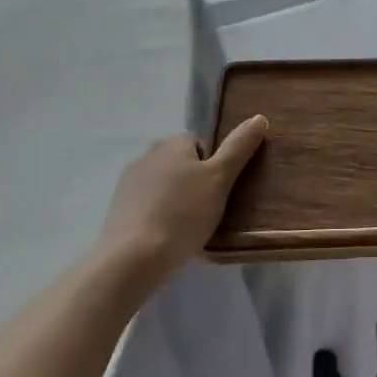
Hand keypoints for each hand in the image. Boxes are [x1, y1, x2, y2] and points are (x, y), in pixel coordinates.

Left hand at [100, 116, 267, 278]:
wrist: (133, 258)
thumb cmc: (183, 213)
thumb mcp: (221, 178)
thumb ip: (239, 147)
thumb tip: (259, 118)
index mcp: (172, 143)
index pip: (201, 143)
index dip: (214, 165)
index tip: (221, 189)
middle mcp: (147, 155)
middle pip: (181, 163)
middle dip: (194, 182)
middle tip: (209, 209)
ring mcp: (128, 183)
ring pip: (163, 185)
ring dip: (176, 199)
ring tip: (189, 228)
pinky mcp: (117, 210)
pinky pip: (147, 206)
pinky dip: (158, 216)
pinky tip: (166, 237)